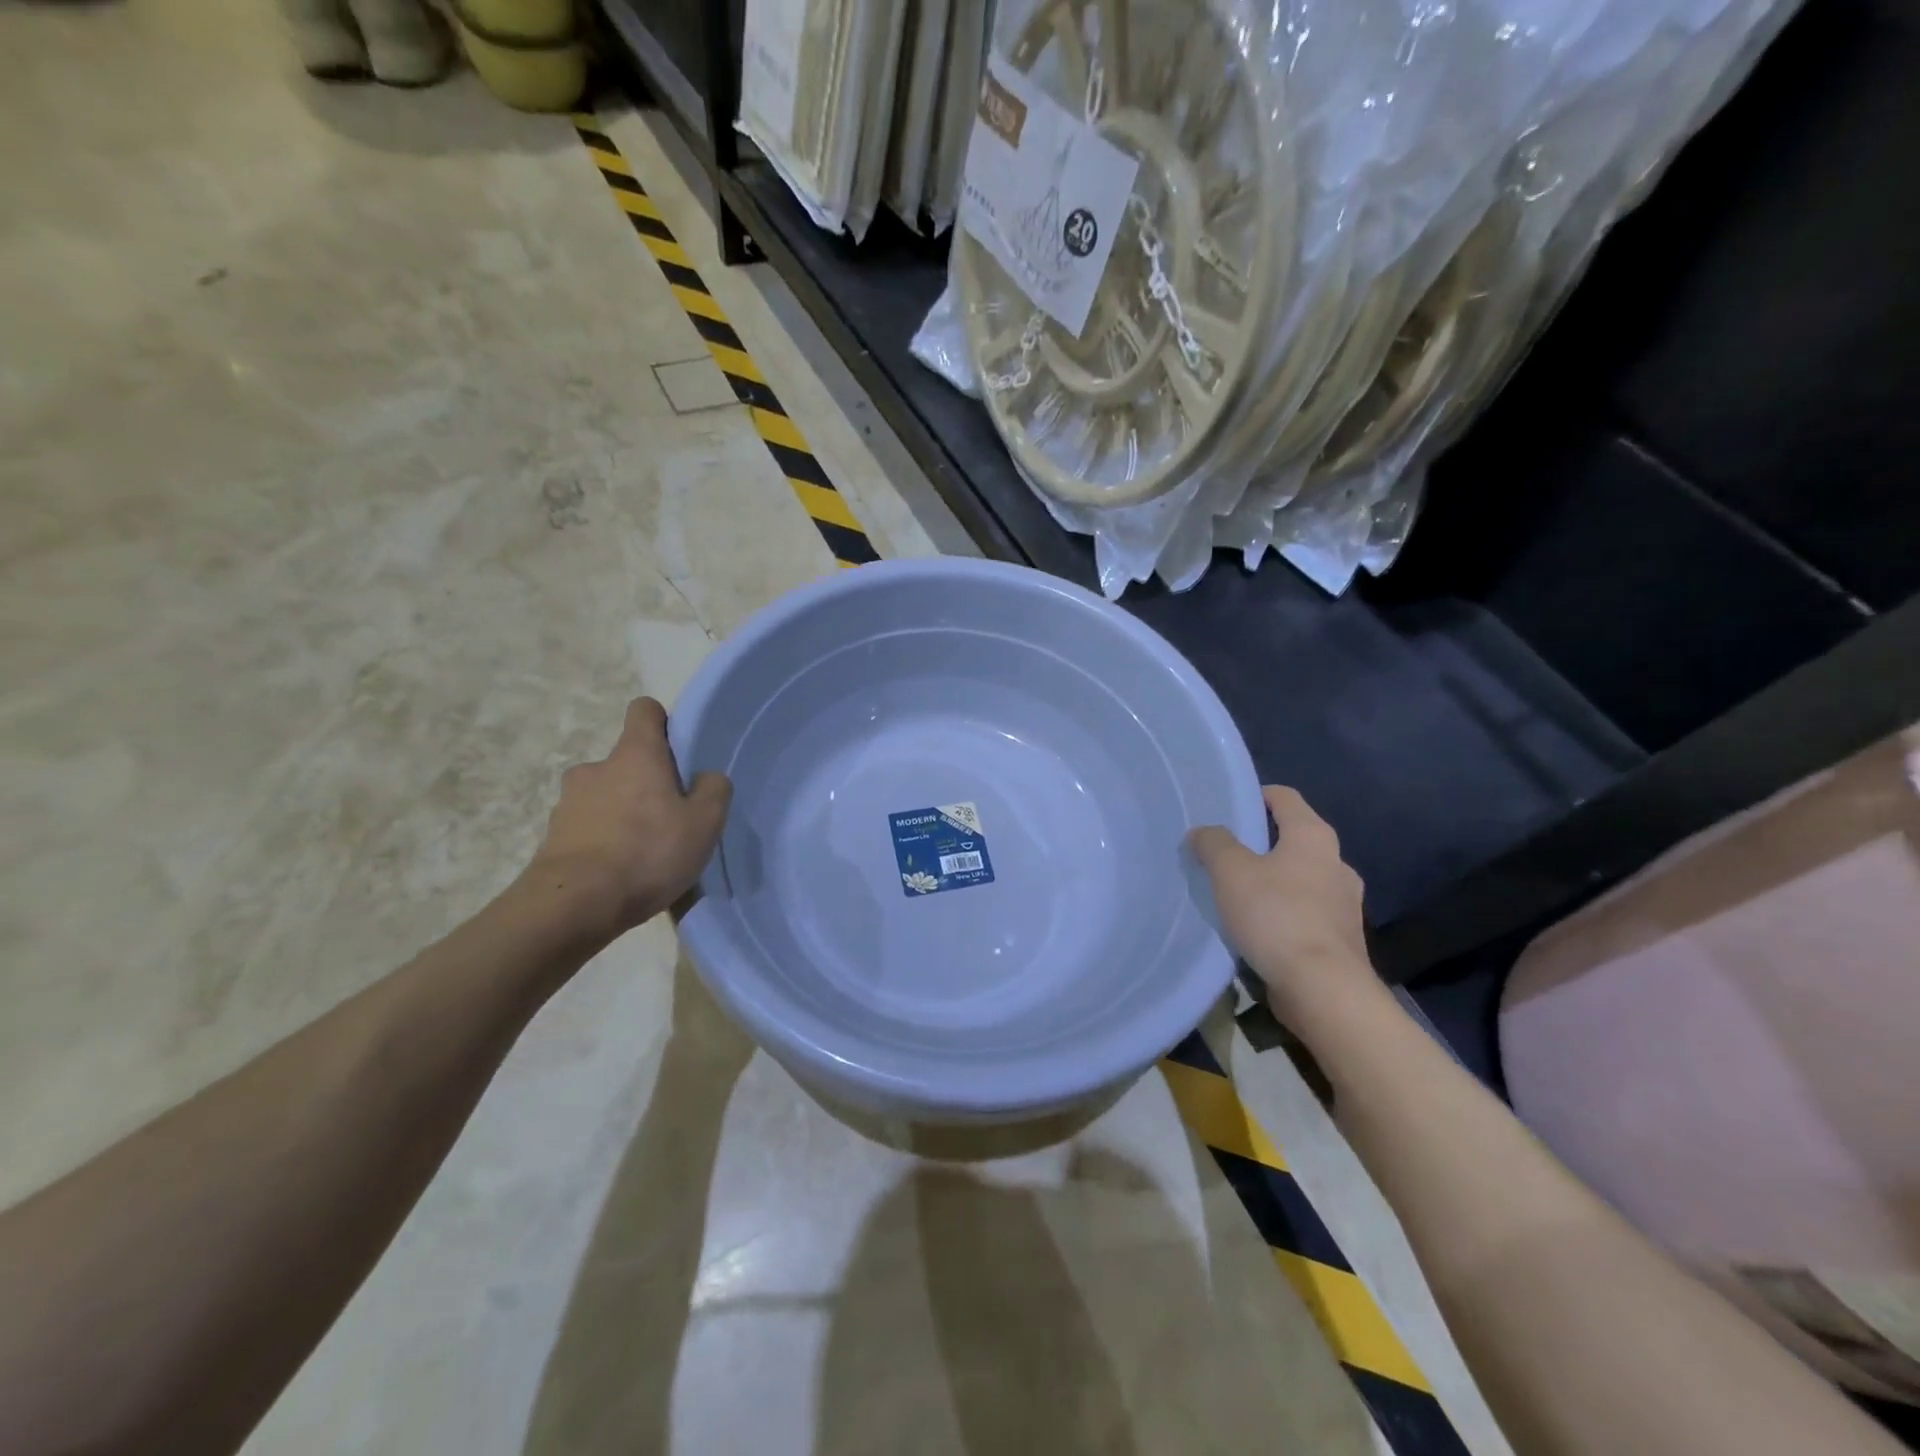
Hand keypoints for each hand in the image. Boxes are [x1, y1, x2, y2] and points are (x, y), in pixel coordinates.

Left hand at [521, 697, 731, 939]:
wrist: (573, 905)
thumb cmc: (647, 852)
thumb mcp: (705, 823)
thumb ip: (714, 790)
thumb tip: (706, 777)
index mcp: (635, 755)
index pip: (644, 710)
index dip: (663, 723)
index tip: (678, 751)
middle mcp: (596, 768)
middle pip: (626, 761)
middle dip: (646, 782)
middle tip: (669, 817)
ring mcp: (568, 802)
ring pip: (605, 796)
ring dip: (623, 813)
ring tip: (644, 852)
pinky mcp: (553, 836)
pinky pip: (588, 828)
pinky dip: (603, 841)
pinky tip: (620, 872)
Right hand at [1188, 786, 1382, 1034]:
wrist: (1324, 990)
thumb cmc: (1277, 916)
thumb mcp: (1230, 872)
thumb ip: (1213, 844)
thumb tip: (1203, 832)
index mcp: (1314, 837)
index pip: (1285, 798)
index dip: (1257, 795)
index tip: (1229, 805)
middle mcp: (1337, 863)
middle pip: (1295, 839)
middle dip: (1262, 843)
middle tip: (1225, 852)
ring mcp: (1345, 904)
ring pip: (1302, 878)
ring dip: (1274, 881)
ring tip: (1238, 893)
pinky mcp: (1341, 939)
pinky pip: (1306, 913)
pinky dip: (1284, 912)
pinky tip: (1259, 928)